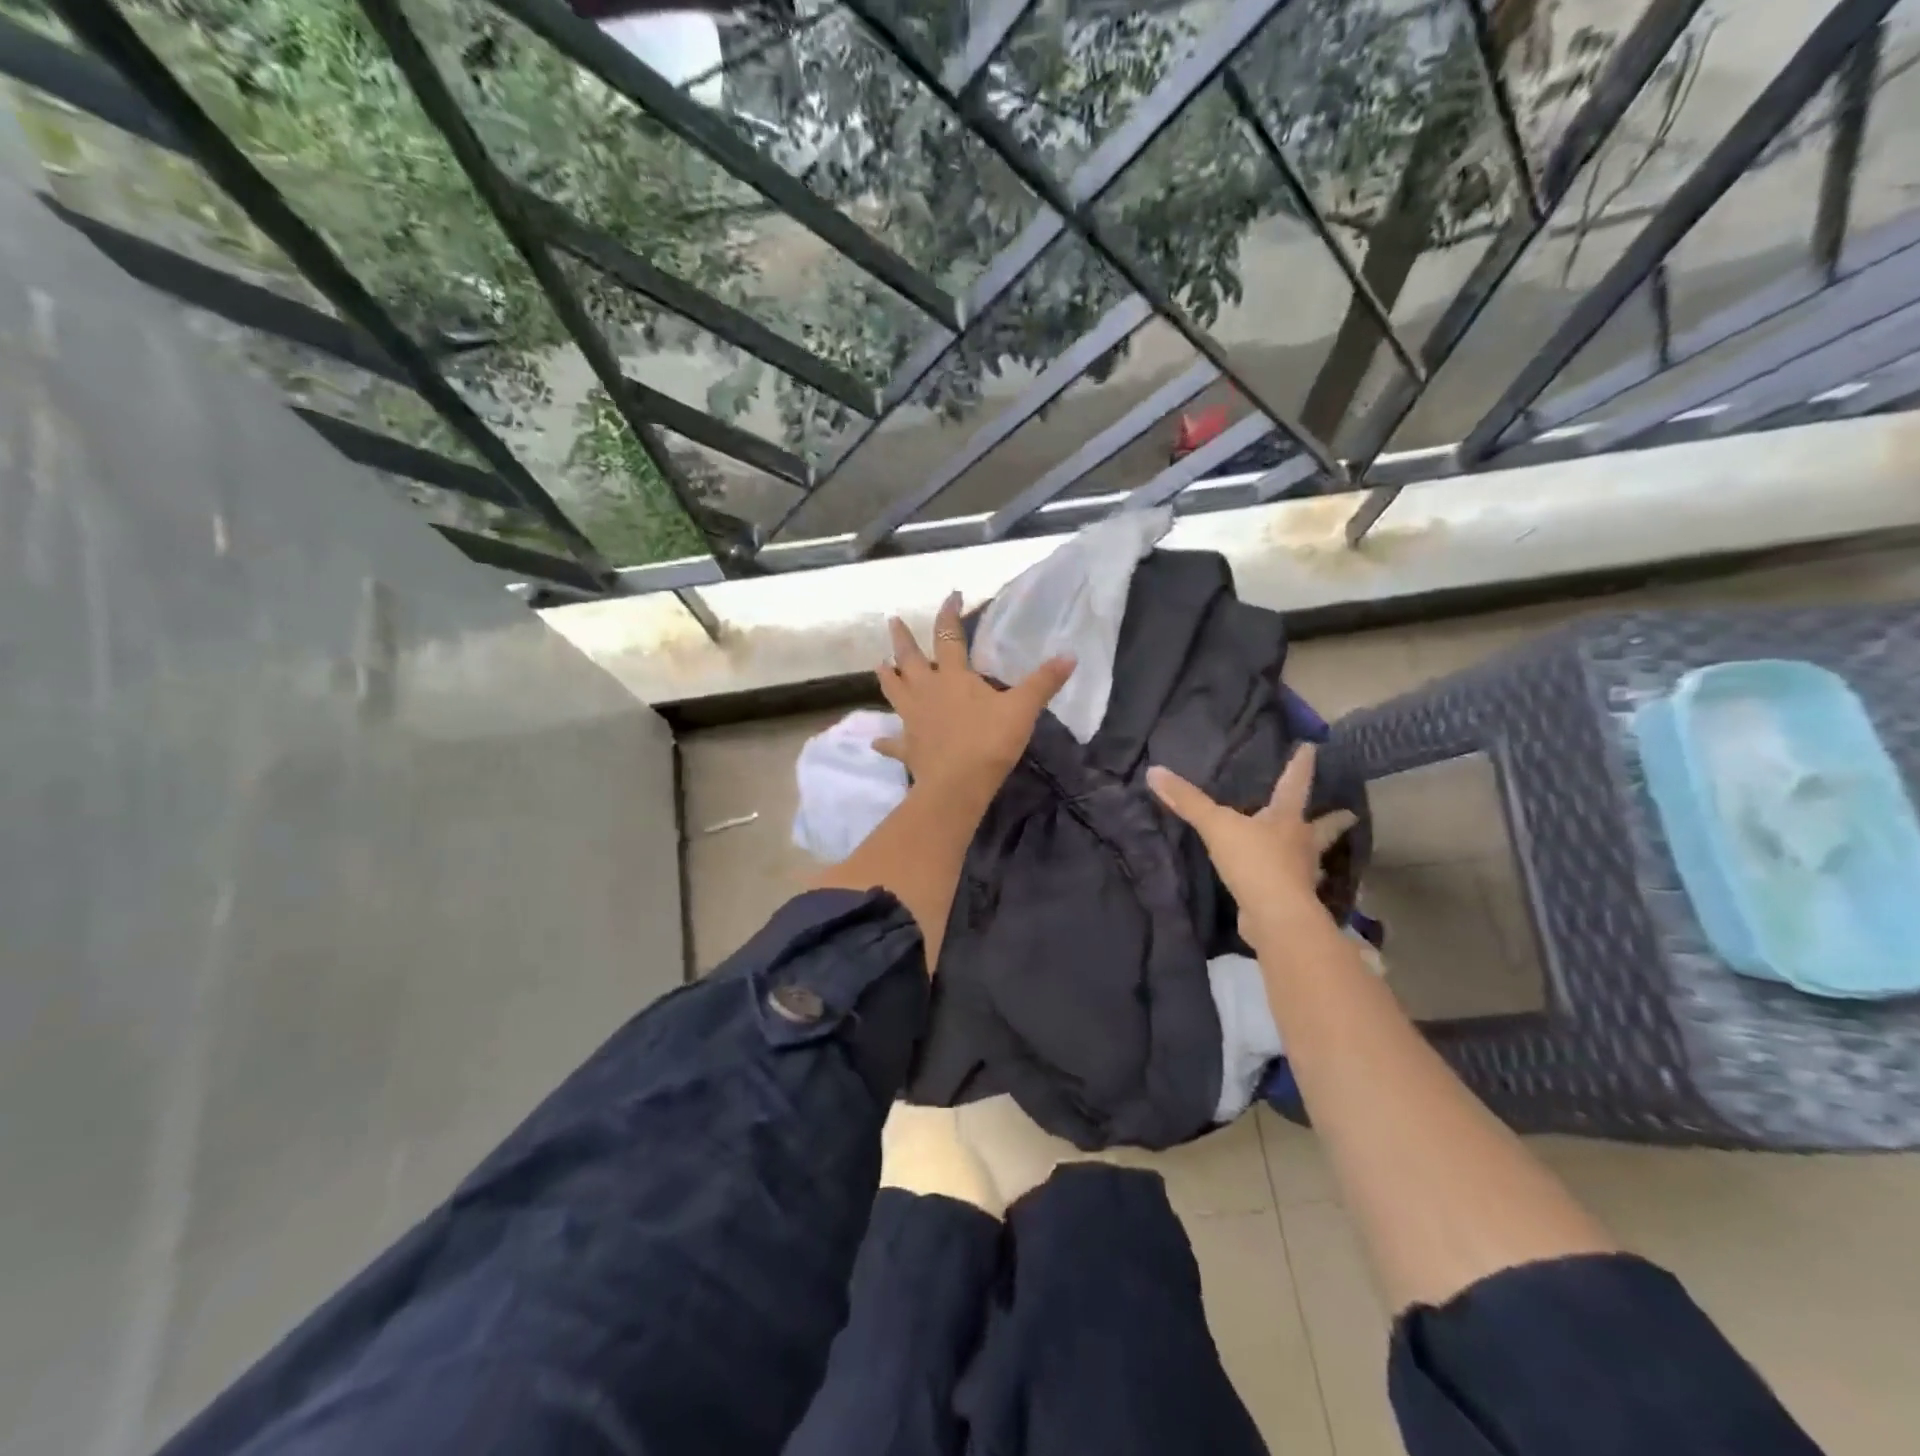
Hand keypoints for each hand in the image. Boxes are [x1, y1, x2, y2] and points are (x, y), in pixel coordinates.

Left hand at [875, 592, 1074, 803]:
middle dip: (902, 638)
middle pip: (909, 659)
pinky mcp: (908, 747)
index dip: (949, 614)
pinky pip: (893, 743)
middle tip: (892, 621)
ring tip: (878, 664)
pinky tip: (876, 741)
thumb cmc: (989, 741)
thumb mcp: (1023, 709)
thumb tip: (1069, 656)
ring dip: (886, 677)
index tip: (951, 596)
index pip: (948, 636)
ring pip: (894, 692)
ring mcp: (913, 719)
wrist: (958, 784)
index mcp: (953, 677)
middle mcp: (927, 691)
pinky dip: (885, 741)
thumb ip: (1043, 682)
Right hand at [1147, 744, 1356, 941]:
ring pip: (1313, 858)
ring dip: (1316, 852)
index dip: (1301, 765)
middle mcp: (1301, 843)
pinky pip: (1296, 884)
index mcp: (1287, 819)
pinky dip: (1296, 881)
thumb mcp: (1216, 826)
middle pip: (1323, 827)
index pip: (1295, 783)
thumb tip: (1154, 771)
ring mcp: (1301, 873)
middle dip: (1334, 820)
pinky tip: (1291, 883)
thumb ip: (1188, 801)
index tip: (1313, 748)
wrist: (1276, 917)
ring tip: (1318, 851)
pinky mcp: (1292, 899)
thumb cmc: (1254, 862)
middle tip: (1348, 813)